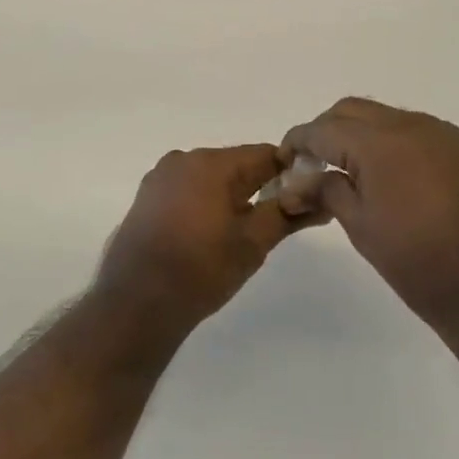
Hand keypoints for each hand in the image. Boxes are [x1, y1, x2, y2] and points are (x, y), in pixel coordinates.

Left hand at [93, 145, 309, 336]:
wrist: (136, 303)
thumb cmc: (201, 269)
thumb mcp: (253, 243)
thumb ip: (287, 215)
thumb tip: (322, 201)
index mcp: (211, 163)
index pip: (264, 154)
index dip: (289, 173)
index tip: (303, 197)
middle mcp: (183, 159)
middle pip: (235, 164)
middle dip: (258, 187)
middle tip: (274, 222)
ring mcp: (160, 178)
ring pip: (210, 178)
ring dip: (230, 197)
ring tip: (240, 235)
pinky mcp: (146, 198)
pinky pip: (187, 190)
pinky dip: (204, 204)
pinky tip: (208, 235)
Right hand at [279, 98, 458, 339]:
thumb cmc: (420, 263)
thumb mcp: (361, 228)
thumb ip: (327, 191)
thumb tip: (299, 180)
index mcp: (380, 142)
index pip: (324, 128)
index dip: (298, 141)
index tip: (285, 160)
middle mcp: (412, 125)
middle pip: (353, 111)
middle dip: (327, 131)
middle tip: (314, 164)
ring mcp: (443, 135)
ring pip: (385, 118)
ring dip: (360, 135)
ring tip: (350, 172)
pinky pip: (415, 132)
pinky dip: (391, 144)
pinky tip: (389, 177)